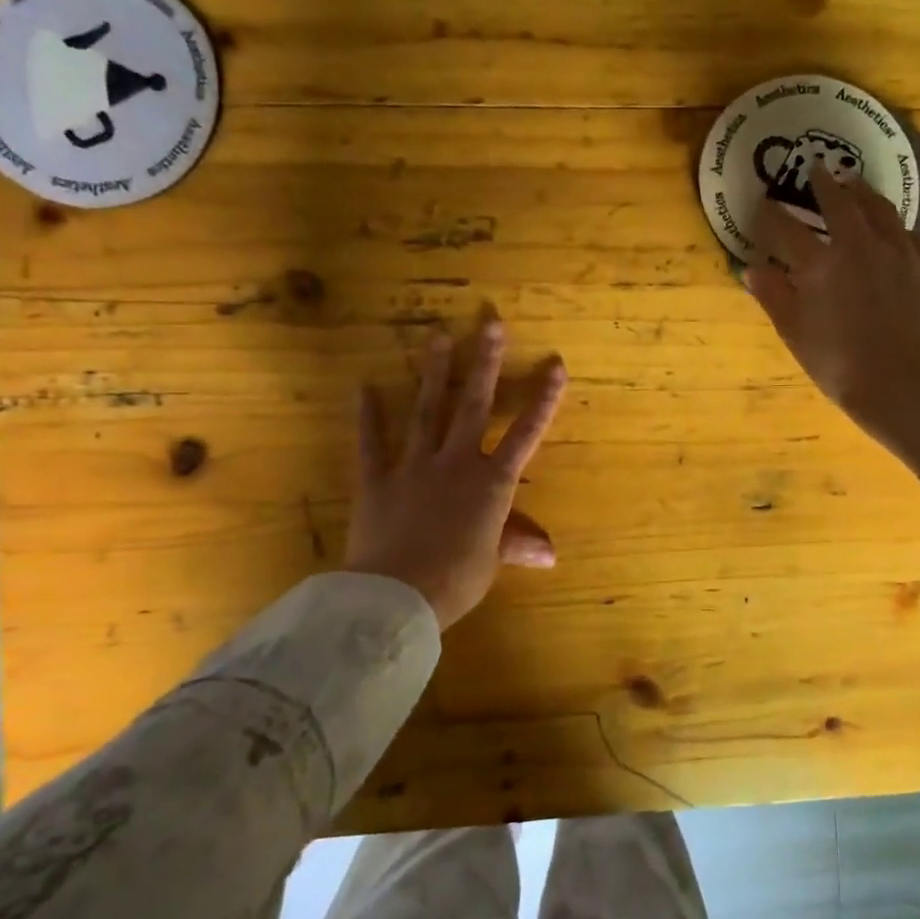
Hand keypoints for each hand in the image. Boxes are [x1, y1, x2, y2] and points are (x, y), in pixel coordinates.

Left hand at [344, 323, 568, 629]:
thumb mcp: (491, 562)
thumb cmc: (454, 580)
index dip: (543, 399)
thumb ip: (515, 544)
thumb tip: (550, 554)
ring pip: (428, 412)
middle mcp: (456, 463)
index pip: (525, 434)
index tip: (555, 364)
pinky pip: (372, 443)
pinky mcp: (377, 479)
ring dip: (435, 373)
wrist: (396, 596)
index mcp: (491, 484)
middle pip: (474, 405)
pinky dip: (368, 416)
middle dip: (485, 363)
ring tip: (438, 336)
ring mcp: (414, 466)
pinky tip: (364, 386)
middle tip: (490, 322)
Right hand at [747, 167, 919, 443]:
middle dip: (822, 182)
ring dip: (862, 191)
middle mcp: (859, 245)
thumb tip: (752, 268)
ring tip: (853, 182)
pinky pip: (907, 232)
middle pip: (838, 202)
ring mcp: (898, 251)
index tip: (763, 204)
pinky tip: (890, 227)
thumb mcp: (794, 333)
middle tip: (815, 167)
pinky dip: (892, 224)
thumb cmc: (838, 364)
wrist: (902, 384)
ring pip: (879, 208)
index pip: (786, 229)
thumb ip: (773, 295)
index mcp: (820, 264)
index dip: (770, 215)